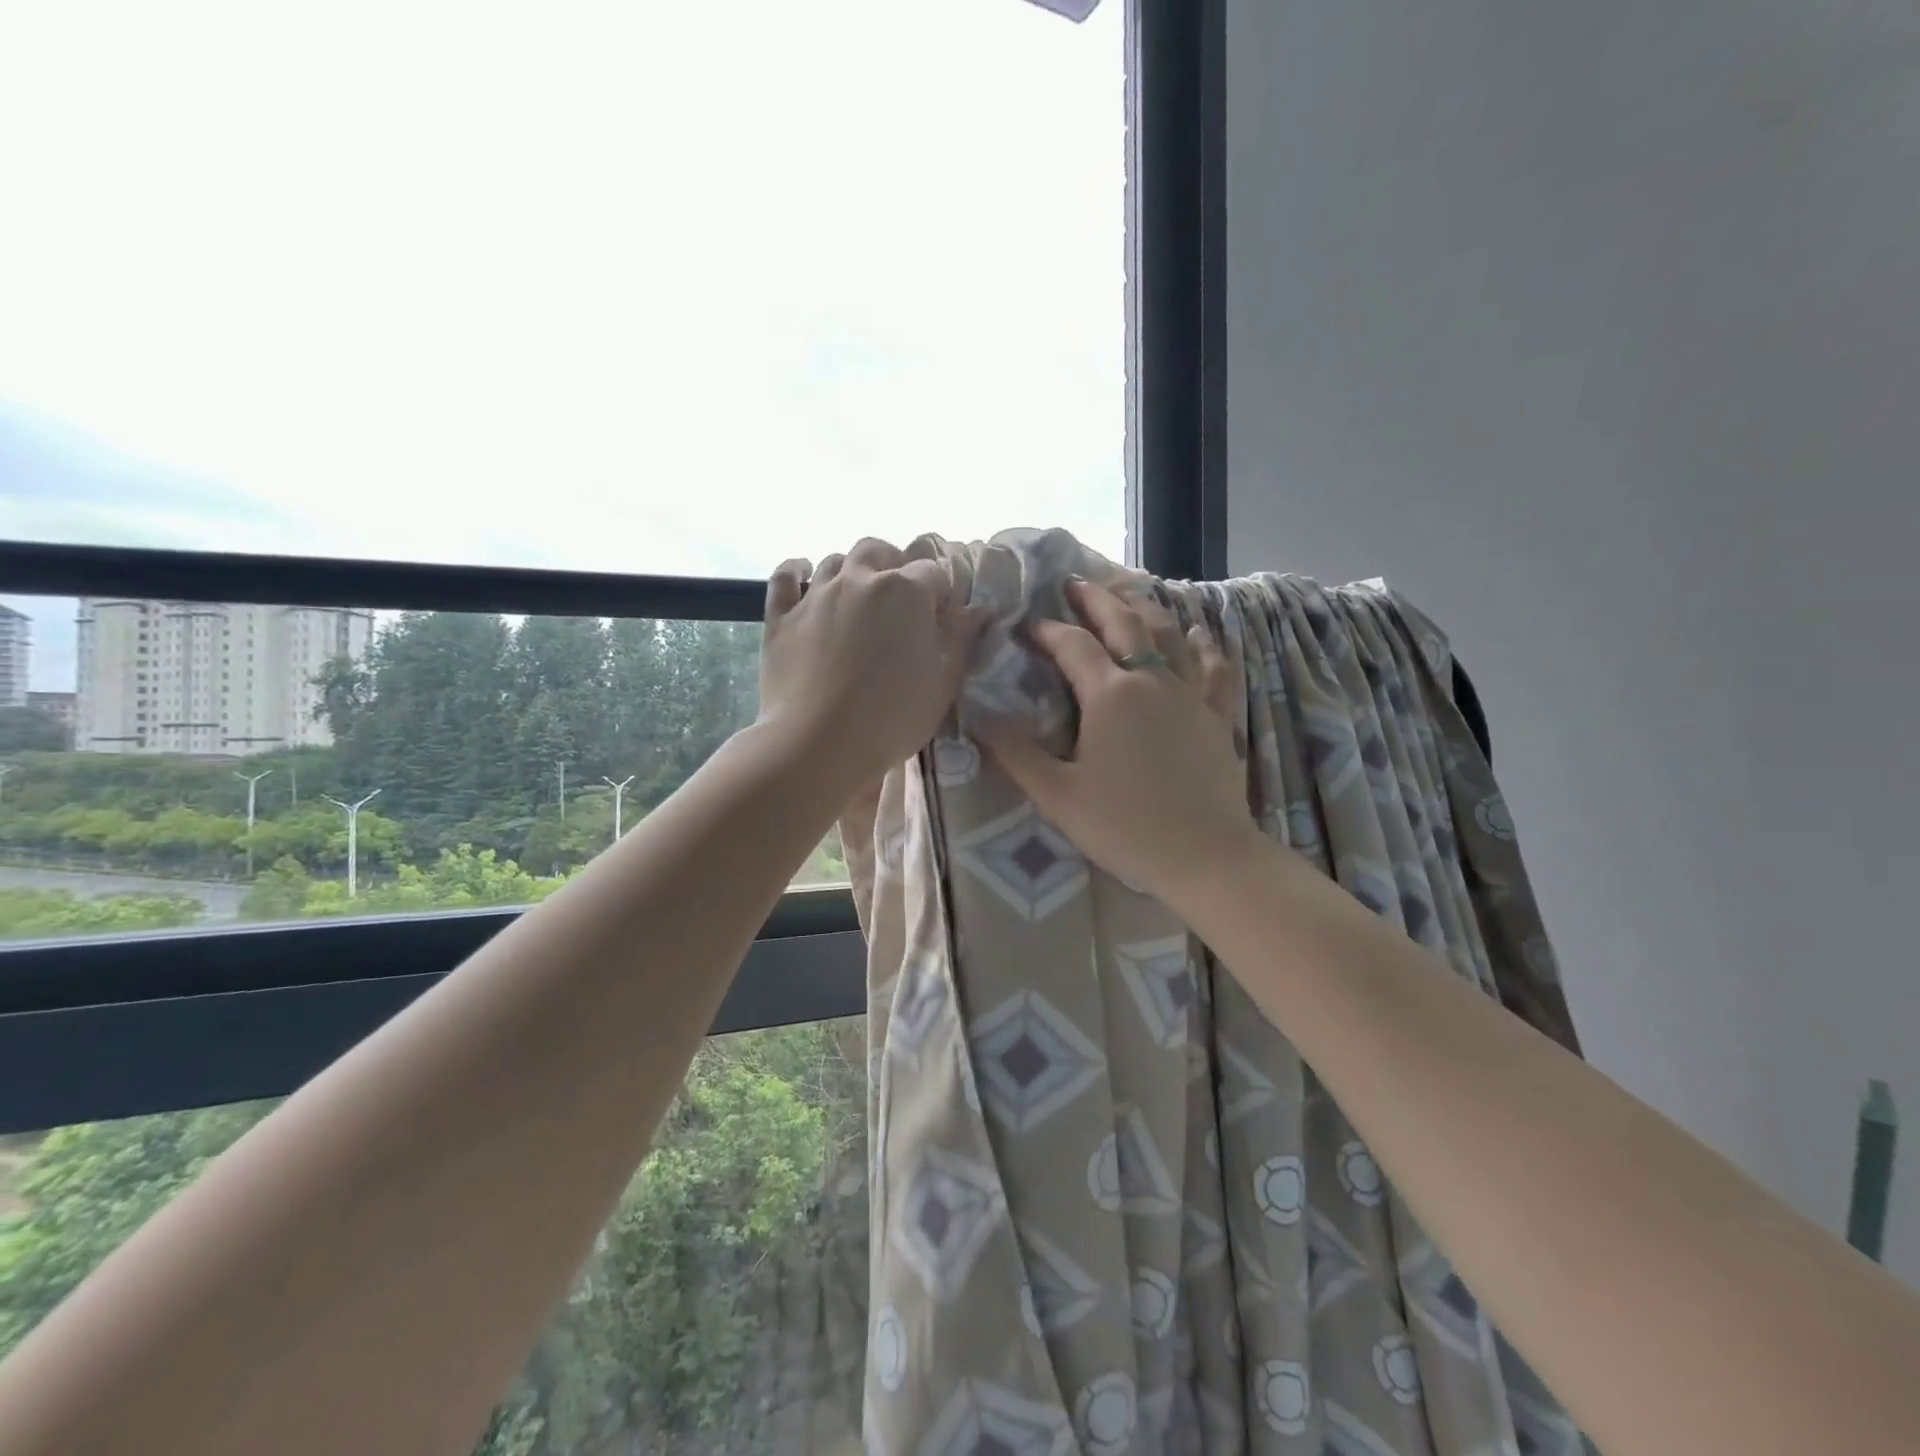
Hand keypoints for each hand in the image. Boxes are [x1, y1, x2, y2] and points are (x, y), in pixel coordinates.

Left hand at [758, 538, 989, 790]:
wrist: (818, 744)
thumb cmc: (892, 717)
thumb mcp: (942, 683)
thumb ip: (960, 639)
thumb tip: (977, 609)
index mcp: (906, 591)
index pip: (933, 572)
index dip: (940, 592)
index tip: (942, 617)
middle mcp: (859, 579)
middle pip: (878, 551)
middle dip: (893, 564)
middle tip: (900, 598)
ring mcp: (815, 595)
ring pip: (835, 560)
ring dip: (851, 570)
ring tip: (858, 595)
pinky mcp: (781, 617)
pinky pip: (785, 577)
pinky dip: (795, 571)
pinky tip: (802, 577)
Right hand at [978, 579, 1261, 904]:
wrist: (1204, 856)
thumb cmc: (1124, 826)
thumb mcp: (1057, 795)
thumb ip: (1016, 754)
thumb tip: (978, 720)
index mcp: (1110, 695)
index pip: (1073, 646)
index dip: (1047, 631)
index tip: (1027, 625)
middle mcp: (1152, 681)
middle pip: (1125, 623)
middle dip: (1097, 599)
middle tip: (1076, 583)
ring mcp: (1191, 695)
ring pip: (1171, 635)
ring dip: (1146, 609)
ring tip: (1130, 596)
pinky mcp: (1218, 716)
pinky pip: (1215, 668)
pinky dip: (1205, 644)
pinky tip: (1200, 634)